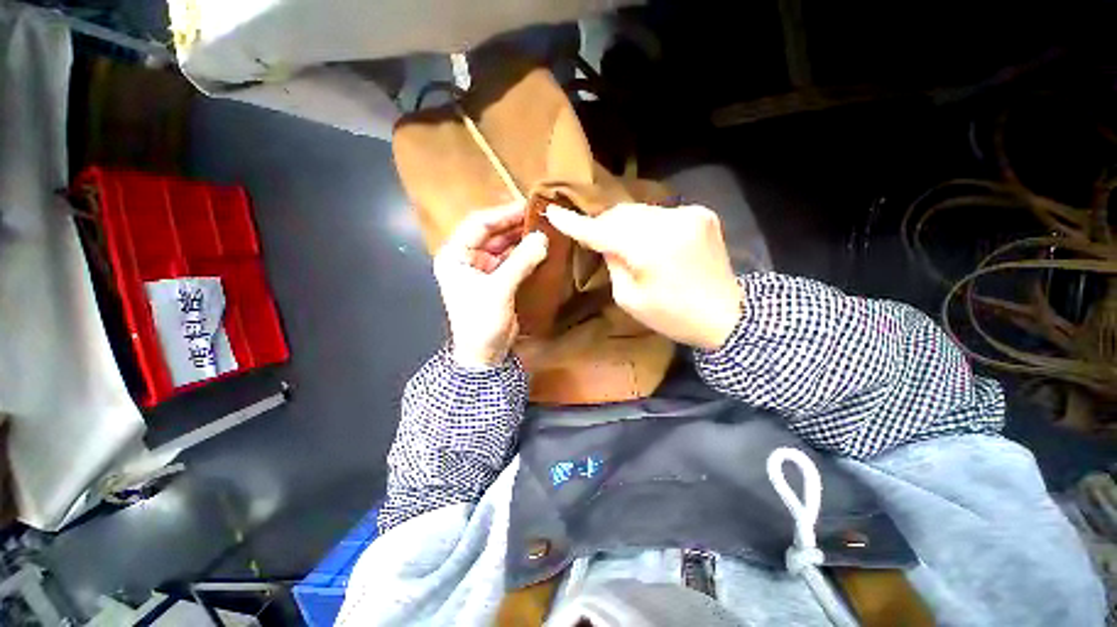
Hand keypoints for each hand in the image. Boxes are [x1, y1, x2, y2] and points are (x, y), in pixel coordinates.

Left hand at [434, 204, 548, 366]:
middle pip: (491, 233)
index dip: (502, 214)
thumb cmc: (482, 322)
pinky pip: (511, 260)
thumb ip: (521, 262)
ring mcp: (482, 270)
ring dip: (521, 239)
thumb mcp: (499, 290)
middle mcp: (466, 258)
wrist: (485, 355)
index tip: (527, 206)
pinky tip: (540, 249)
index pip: (477, 224)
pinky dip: (525, 254)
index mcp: (455, 256)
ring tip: (543, 230)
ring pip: (503, 246)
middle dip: (514, 225)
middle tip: (540, 216)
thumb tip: (543, 238)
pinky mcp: (496, 280)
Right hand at [547, 203, 742, 349]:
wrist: (726, 315)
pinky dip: (647, 225)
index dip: (575, 223)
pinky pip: (661, 214)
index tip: (553, 212)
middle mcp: (670, 222)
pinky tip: (650, 241)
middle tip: (592, 236)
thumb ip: (613, 264)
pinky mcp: (702, 214)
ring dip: (625, 224)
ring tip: (621, 241)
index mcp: (649, 249)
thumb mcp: (630, 299)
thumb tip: (607, 242)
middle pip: (621, 214)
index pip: (602, 231)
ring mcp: (689, 214)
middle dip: (604, 225)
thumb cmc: (672, 316)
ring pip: (640, 211)